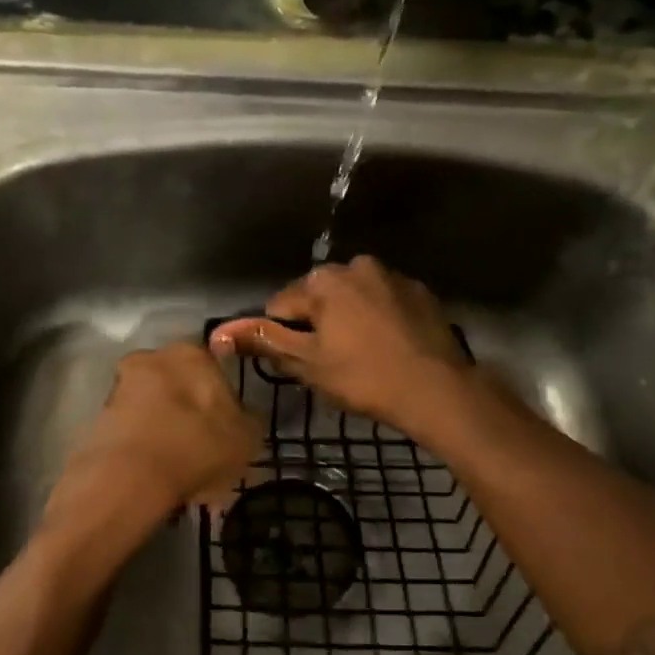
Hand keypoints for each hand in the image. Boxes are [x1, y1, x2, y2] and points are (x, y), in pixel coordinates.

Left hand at [42, 342, 259, 545]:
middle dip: (188, 415)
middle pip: (178, 387)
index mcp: (192, 353)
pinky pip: (132, 432)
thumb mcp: (247, 438)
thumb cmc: (198, 446)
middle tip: (202, 453)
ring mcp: (120, 387)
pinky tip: (156, 479)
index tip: (225, 430)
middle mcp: (152, 358)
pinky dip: (144, 450)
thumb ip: (248, 421)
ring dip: (165, 433)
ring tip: (180, 474)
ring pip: (153, 409)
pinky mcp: (97, 417)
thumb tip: (243, 417)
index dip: (221, 401)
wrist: (130, 476)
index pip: (213, 369)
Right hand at [208, 256, 472, 435]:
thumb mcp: (306, 363)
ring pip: (353, 298)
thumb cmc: (363, 377)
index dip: (284, 337)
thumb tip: (218, 331)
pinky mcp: (420, 291)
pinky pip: (384, 302)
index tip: (304, 363)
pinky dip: (379, 319)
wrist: (437, 389)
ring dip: (349, 320)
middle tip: (333, 363)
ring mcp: (393, 276)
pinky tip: (389, 347)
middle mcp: (356, 265)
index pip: (281, 306)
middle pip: (318, 297)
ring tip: (363, 357)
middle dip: (318, 324)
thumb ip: (263, 340)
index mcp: (323, 280)